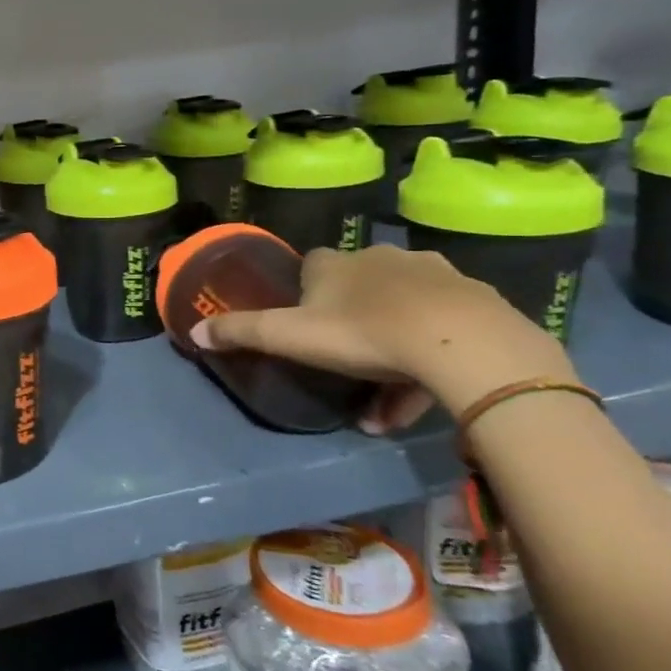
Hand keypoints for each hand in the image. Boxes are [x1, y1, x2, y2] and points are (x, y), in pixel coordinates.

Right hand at [190, 244, 574, 432]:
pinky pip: (443, 331)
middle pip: (358, 290)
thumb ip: (242, 333)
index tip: (305, 326)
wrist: (465, 344)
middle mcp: (382, 259)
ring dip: (390, 356)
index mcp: (335, 263)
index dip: (305, 294)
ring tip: (382, 411)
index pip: (312, 266)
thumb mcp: (290, 337)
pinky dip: (429, 362)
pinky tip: (424, 400)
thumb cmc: (364, 334)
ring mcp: (435, 277)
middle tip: (345, 371)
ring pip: (402, 314)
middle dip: (349, 329)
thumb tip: (193, 331)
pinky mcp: (477, 302)